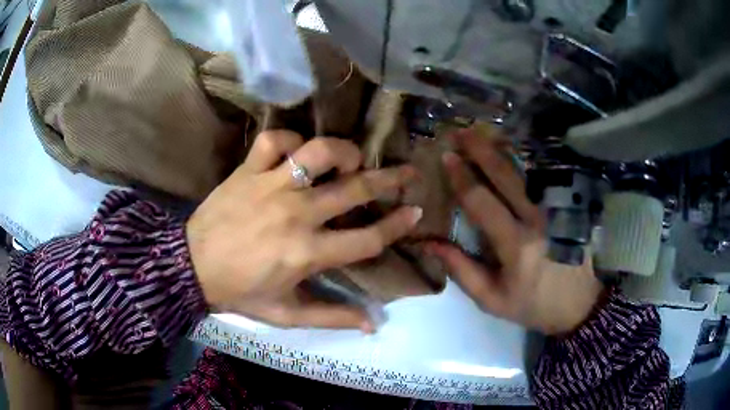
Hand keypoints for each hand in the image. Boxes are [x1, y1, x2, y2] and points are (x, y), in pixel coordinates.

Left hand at [187, 131, 421, 331]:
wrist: (190, 267)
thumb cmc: (239, 292)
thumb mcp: (286, 315)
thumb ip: (332, 316)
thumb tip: (373, 323)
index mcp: (307, 253)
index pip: (368, 238)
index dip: (398, 225)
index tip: (416, 212)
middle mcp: (296, 214)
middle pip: (355, 189)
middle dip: (390, 179)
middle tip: (408, 172)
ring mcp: (270, 186)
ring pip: (318, 152)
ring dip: (343, 151)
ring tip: (351, 158)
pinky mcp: (247, 171)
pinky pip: (275, 140)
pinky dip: (290, 140)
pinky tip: (296, 152)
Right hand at [428, 129, 603, 334]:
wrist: (579, 304)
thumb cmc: (533, 305)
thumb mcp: (492, 299)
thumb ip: (461, 270)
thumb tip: (429, 244)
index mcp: (516, 245)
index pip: (482, 202)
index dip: (462, 177)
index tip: (446, 157)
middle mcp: (538, 219)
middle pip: (506, 176)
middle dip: (480, 150)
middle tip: (460, 131)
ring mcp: (557, 209)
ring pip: (527, 170)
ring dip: (503, 149)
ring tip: (483, 132)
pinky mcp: (569, 207)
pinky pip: (544, 177)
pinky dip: (527, 160)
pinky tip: (513, 149)